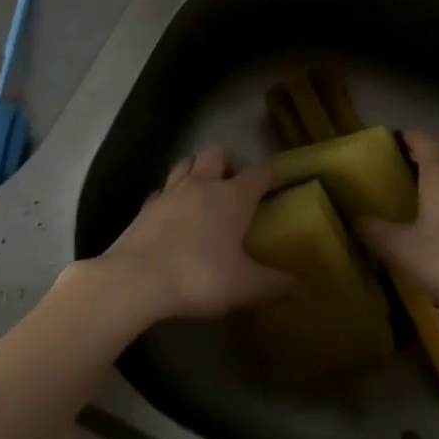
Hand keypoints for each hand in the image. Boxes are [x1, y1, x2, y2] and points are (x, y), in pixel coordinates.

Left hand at [88, 144, 292, 321]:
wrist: (137, 279)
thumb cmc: (200, 277)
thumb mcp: (246, 286)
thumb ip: (275, 284)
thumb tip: (301, 285)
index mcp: (232, 197)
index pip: (259, 172)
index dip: (271, 174)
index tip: (278, 182)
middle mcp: (202, 185)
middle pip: (216, 152)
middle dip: (229, 161)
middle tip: (236, 184)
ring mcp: (169, 192)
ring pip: (186, 162)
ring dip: (197, 168)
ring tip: (205, 191)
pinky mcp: (146, 206)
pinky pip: (162, 189)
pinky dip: (171, 194)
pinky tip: (173, 212)